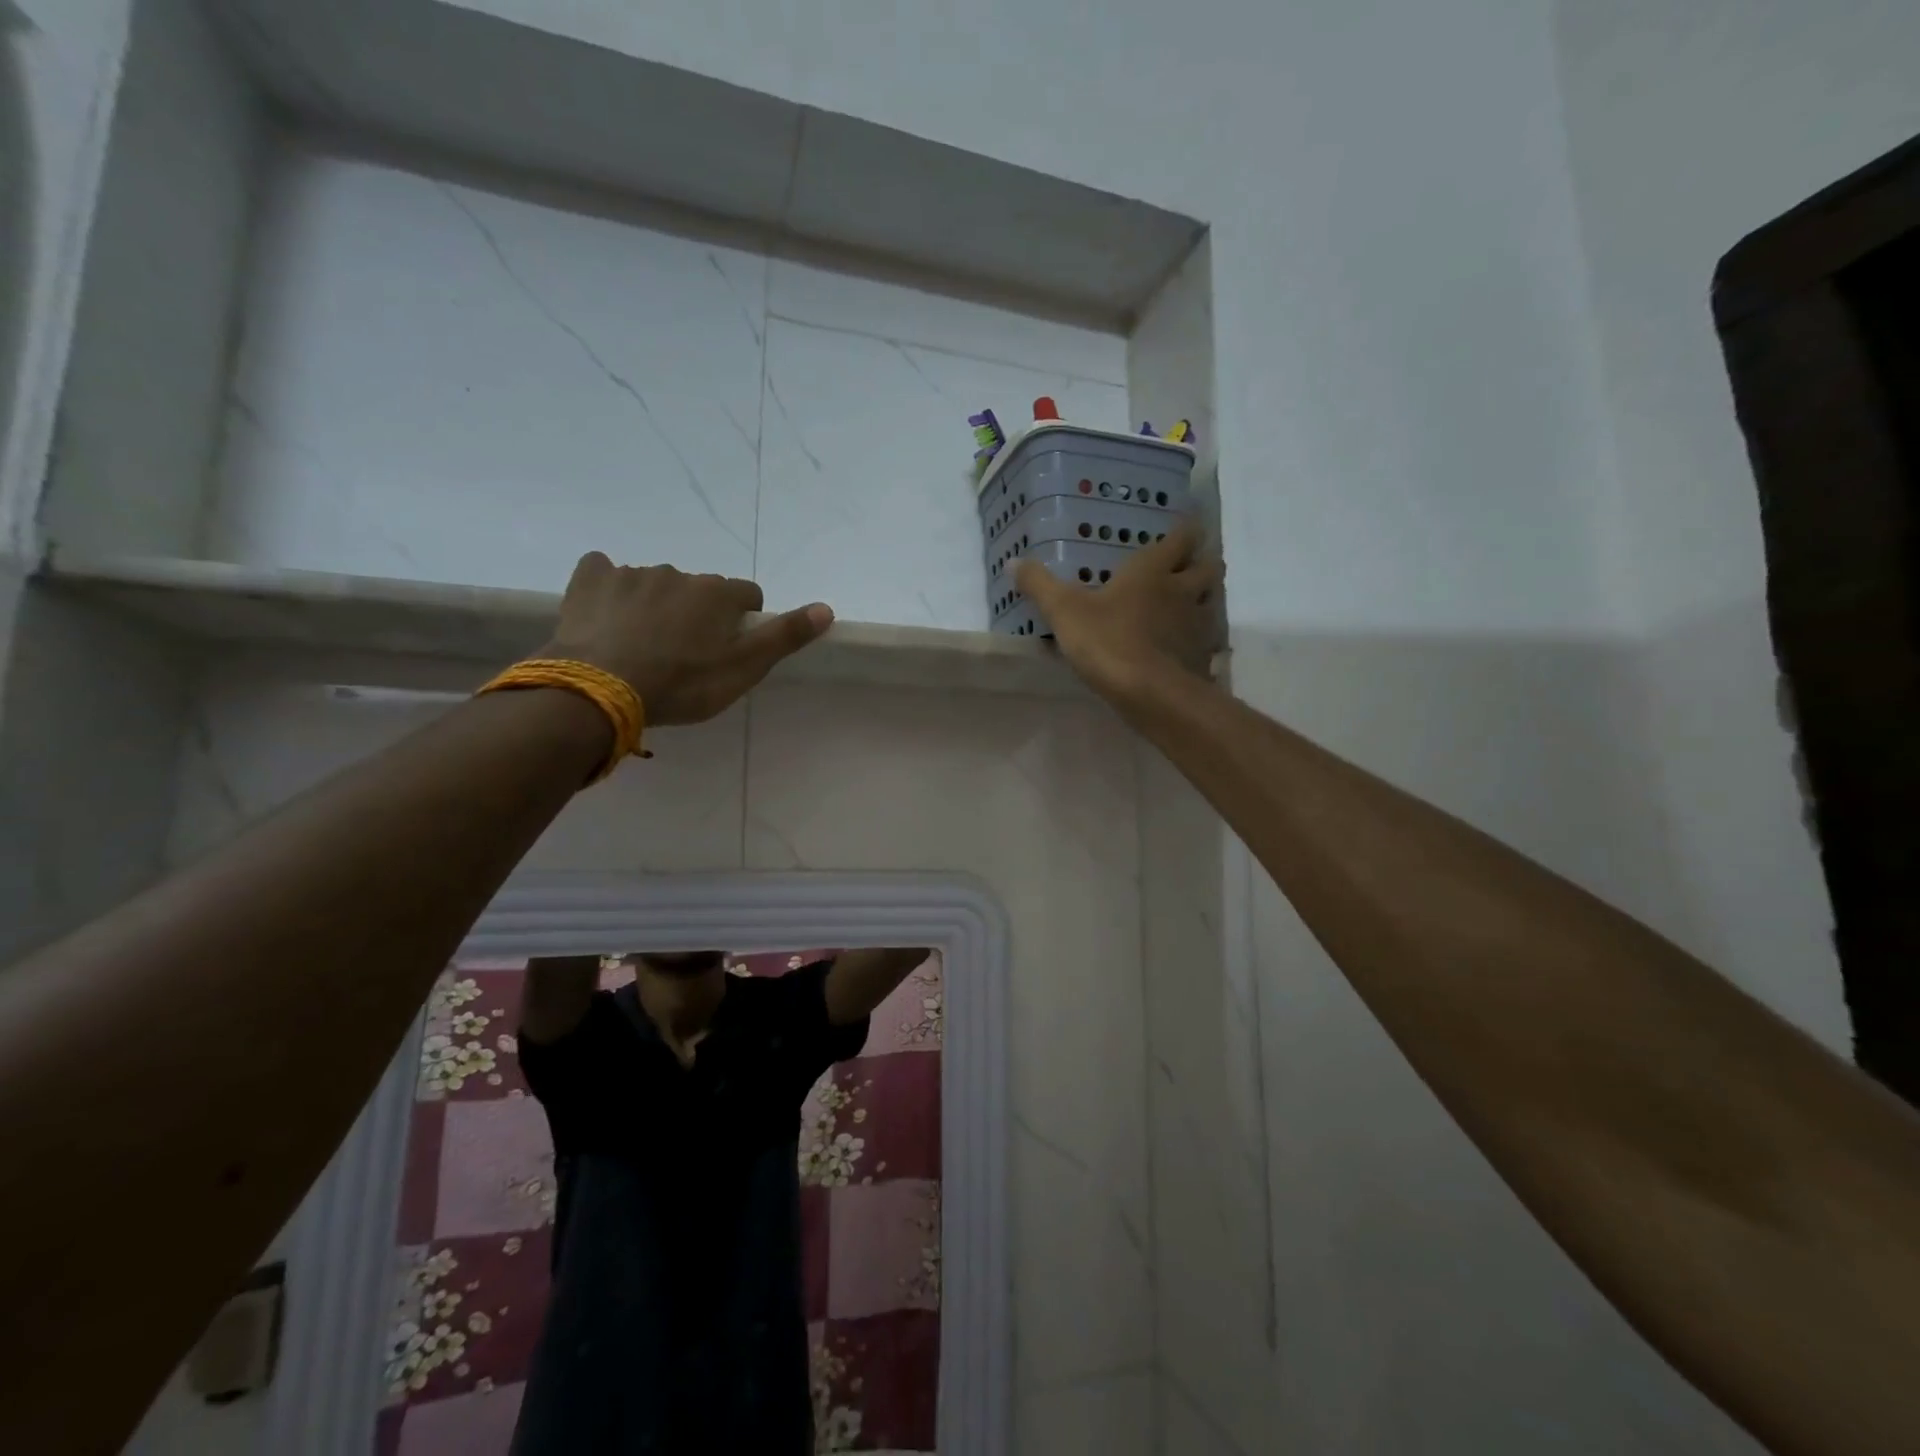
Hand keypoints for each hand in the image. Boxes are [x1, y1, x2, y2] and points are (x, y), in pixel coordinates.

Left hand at [539, 554, 832, 724]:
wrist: (601, 690)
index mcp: (717, 594)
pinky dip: (611, 588)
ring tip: (643, 646)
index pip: (746, 595)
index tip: (729, 649)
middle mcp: (679, 573)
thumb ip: (784, 637)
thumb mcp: (743, 669)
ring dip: (657, 606)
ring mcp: (632, 574)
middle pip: (700, 590)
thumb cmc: (682, 684)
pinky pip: (605, 572)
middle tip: (684, 655)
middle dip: (697, 614)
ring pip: (656, 585)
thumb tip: (826, 608)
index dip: (742, 620)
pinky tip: (606, 615)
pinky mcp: (591, 579)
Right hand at [1014, 520, 1222, 701]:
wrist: (1150, 693)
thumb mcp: (1063, 611)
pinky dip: (1200, 642)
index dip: (1185, 529)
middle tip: (1186, 568)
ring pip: (1212, 602)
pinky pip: (1207, 643)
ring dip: (1204, 600)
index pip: (1182, 537)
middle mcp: (1182, 591)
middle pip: (1210, 566)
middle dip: (1203, 563)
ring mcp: (1198, 625)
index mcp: (1153, 570)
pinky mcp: (1201, 658)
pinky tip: (1182, 650)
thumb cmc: (1107, 640)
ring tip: (1185, 607)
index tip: (1184, 526)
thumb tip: (1013, 561)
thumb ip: (1039, 585)